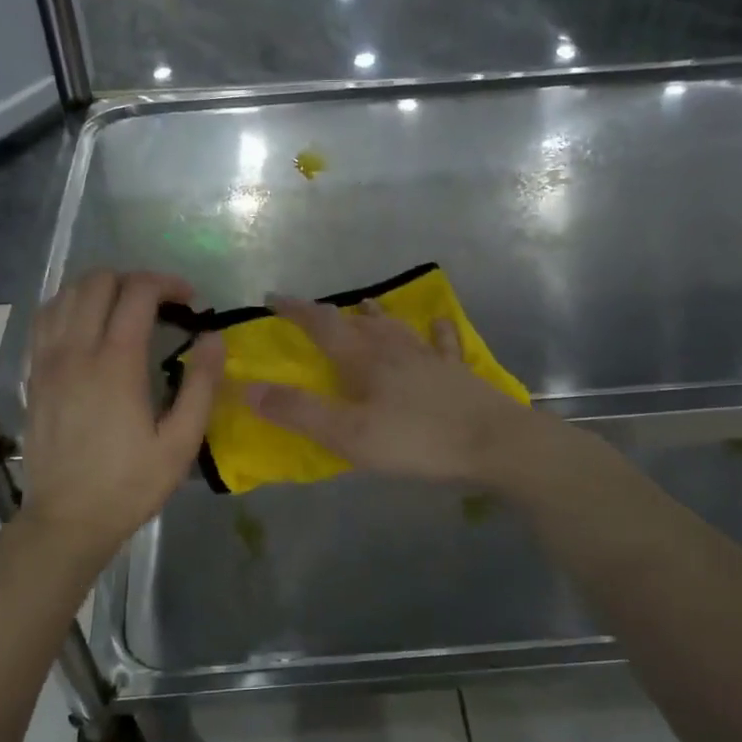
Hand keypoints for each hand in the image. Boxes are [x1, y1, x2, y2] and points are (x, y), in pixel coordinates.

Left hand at [19, 271, 223, 562]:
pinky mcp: (34, 375)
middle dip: (135, 280)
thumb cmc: (130, 484)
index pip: (138, 292)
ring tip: (125, 310)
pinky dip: (70, 306)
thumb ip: (202, 385)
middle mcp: (76, 350)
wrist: (67, 519)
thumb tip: (213, 337)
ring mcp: (48, 360)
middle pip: (98, 281)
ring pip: (67, 293)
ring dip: (101, 288)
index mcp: (116, 363)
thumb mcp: (181, 443)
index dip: (168, 284)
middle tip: (161, 304)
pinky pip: (45, 318)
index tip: (190, 301)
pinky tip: (87, 324)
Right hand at [241, 295, 536, 482]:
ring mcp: (429, 358)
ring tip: (364, 306)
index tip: (272, 298)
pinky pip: (442, 343)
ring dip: (376, 315)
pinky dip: (434, 331)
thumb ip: (299, 412)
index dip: (295, 310)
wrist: (494, 443)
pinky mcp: (457, 373)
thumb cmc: (417, 441)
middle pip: (358, 323)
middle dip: (331, 315)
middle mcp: (394, 350)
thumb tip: (247, 388)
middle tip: (314, 313)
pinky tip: (437, 323)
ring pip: (396, 327)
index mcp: (364, 361)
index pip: (322, 324)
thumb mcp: (348, 435)